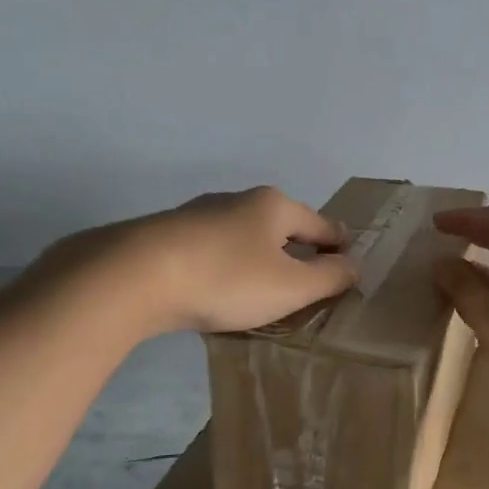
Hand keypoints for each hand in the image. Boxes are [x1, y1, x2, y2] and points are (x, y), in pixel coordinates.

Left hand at [124, 186, 358, 334]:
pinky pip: (213, 250)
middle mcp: (238, 201)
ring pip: (243, 237)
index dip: (338, 243)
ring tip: (264, 286)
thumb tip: (353, 265)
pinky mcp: (168, 236)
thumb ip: (329, 277)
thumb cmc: (227, 278)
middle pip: (281, 225)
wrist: (134, 276)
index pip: (320, 224)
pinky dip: (227, 266)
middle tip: (308, 278)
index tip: (348, 258)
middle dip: (296, 248)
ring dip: (259, 258)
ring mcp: (199, 215)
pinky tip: (221, 287)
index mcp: (274, 206)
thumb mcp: (291, 287)